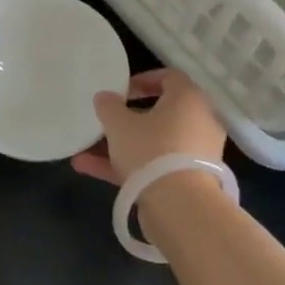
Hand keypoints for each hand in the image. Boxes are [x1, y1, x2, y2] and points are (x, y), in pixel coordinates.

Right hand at [71, 68, 226, 184]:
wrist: (181, 207)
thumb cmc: (151, 150)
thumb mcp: (119, 124)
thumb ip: (109, 106)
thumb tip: (105, 97)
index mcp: (188, 99)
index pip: (169, 77)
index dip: (143, 80)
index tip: (121, 91)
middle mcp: (199, 122)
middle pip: (160, 114)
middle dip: (127, 119)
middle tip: (106, 122)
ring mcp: (194, 154)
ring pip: (153, 143)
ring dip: (121, 146)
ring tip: (85, 151)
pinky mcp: (188, 181)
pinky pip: (155, 166)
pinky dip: (128, 167)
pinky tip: (90, 169)